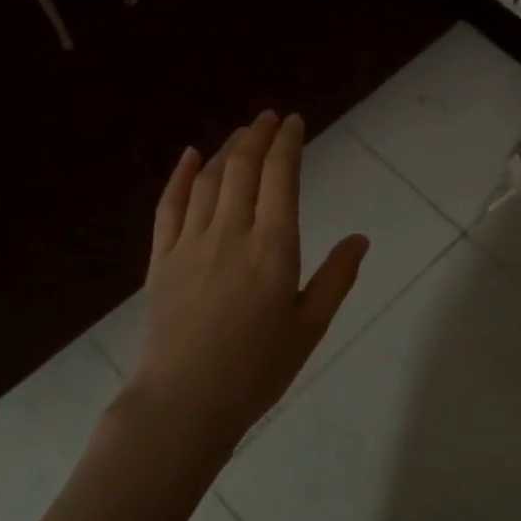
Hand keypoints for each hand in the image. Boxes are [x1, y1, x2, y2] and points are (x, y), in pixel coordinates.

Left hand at [126, 111, 368, 447]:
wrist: (184, 404)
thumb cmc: (256, 370)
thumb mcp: (309, 328)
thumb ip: (336, 278)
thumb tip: (360, 238)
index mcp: (273, 249)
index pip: (281, 178)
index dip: (288, 144)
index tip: (294, 122)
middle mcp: (231, 233)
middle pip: (244, 169)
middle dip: (258, 136)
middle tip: (269, 117)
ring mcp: (190, 243)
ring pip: (209, 180)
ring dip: (227, 150)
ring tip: (242, 133)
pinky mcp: (160, 259)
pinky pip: (169, 206)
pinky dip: (180, 176)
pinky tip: (191, 155)